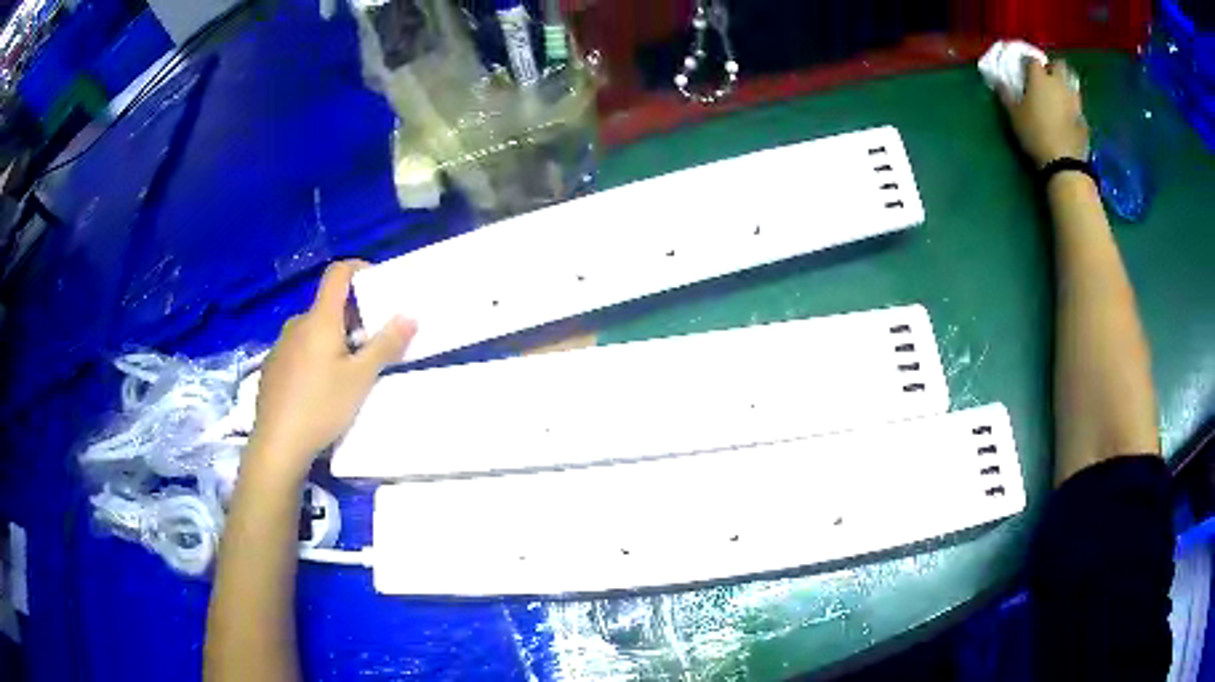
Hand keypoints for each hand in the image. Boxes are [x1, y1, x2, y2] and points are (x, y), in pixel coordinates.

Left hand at [247, 260, 415, 482]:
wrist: (277, 444)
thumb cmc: (322, 407)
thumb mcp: (361, 379)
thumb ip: (385, 345)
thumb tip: (410, 316)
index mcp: (319, 319)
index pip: (337, 273)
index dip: (358, 268)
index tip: (377, 283)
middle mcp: (297, 324)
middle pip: (327, 306)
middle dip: (351, 317)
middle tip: (371, 343)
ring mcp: (280, 346)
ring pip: (312, 330)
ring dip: (332, 339)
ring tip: (347, 371)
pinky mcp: (272, 367)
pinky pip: (298, 349)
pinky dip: (314, 356)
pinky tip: (319, 388)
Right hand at [1000, 59, 1088, 167]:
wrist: (1064, 163)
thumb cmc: (1035, 134)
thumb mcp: (1014, 115)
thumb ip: (1006, 95)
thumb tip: (999, 81)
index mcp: (1039, 78)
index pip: (1032, 59)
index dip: (1028, 63)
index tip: (1024, 71)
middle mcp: (1059, 83)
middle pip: (1058, 65)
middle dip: (1053, 68)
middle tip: (1046, 79)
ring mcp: (1074, 101)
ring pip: (1071, 84)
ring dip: (1065, 86)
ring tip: (1059, 97)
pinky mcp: (1083, 119)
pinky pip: (1077, 106)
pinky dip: (1072, 107)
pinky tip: (1068, 117)